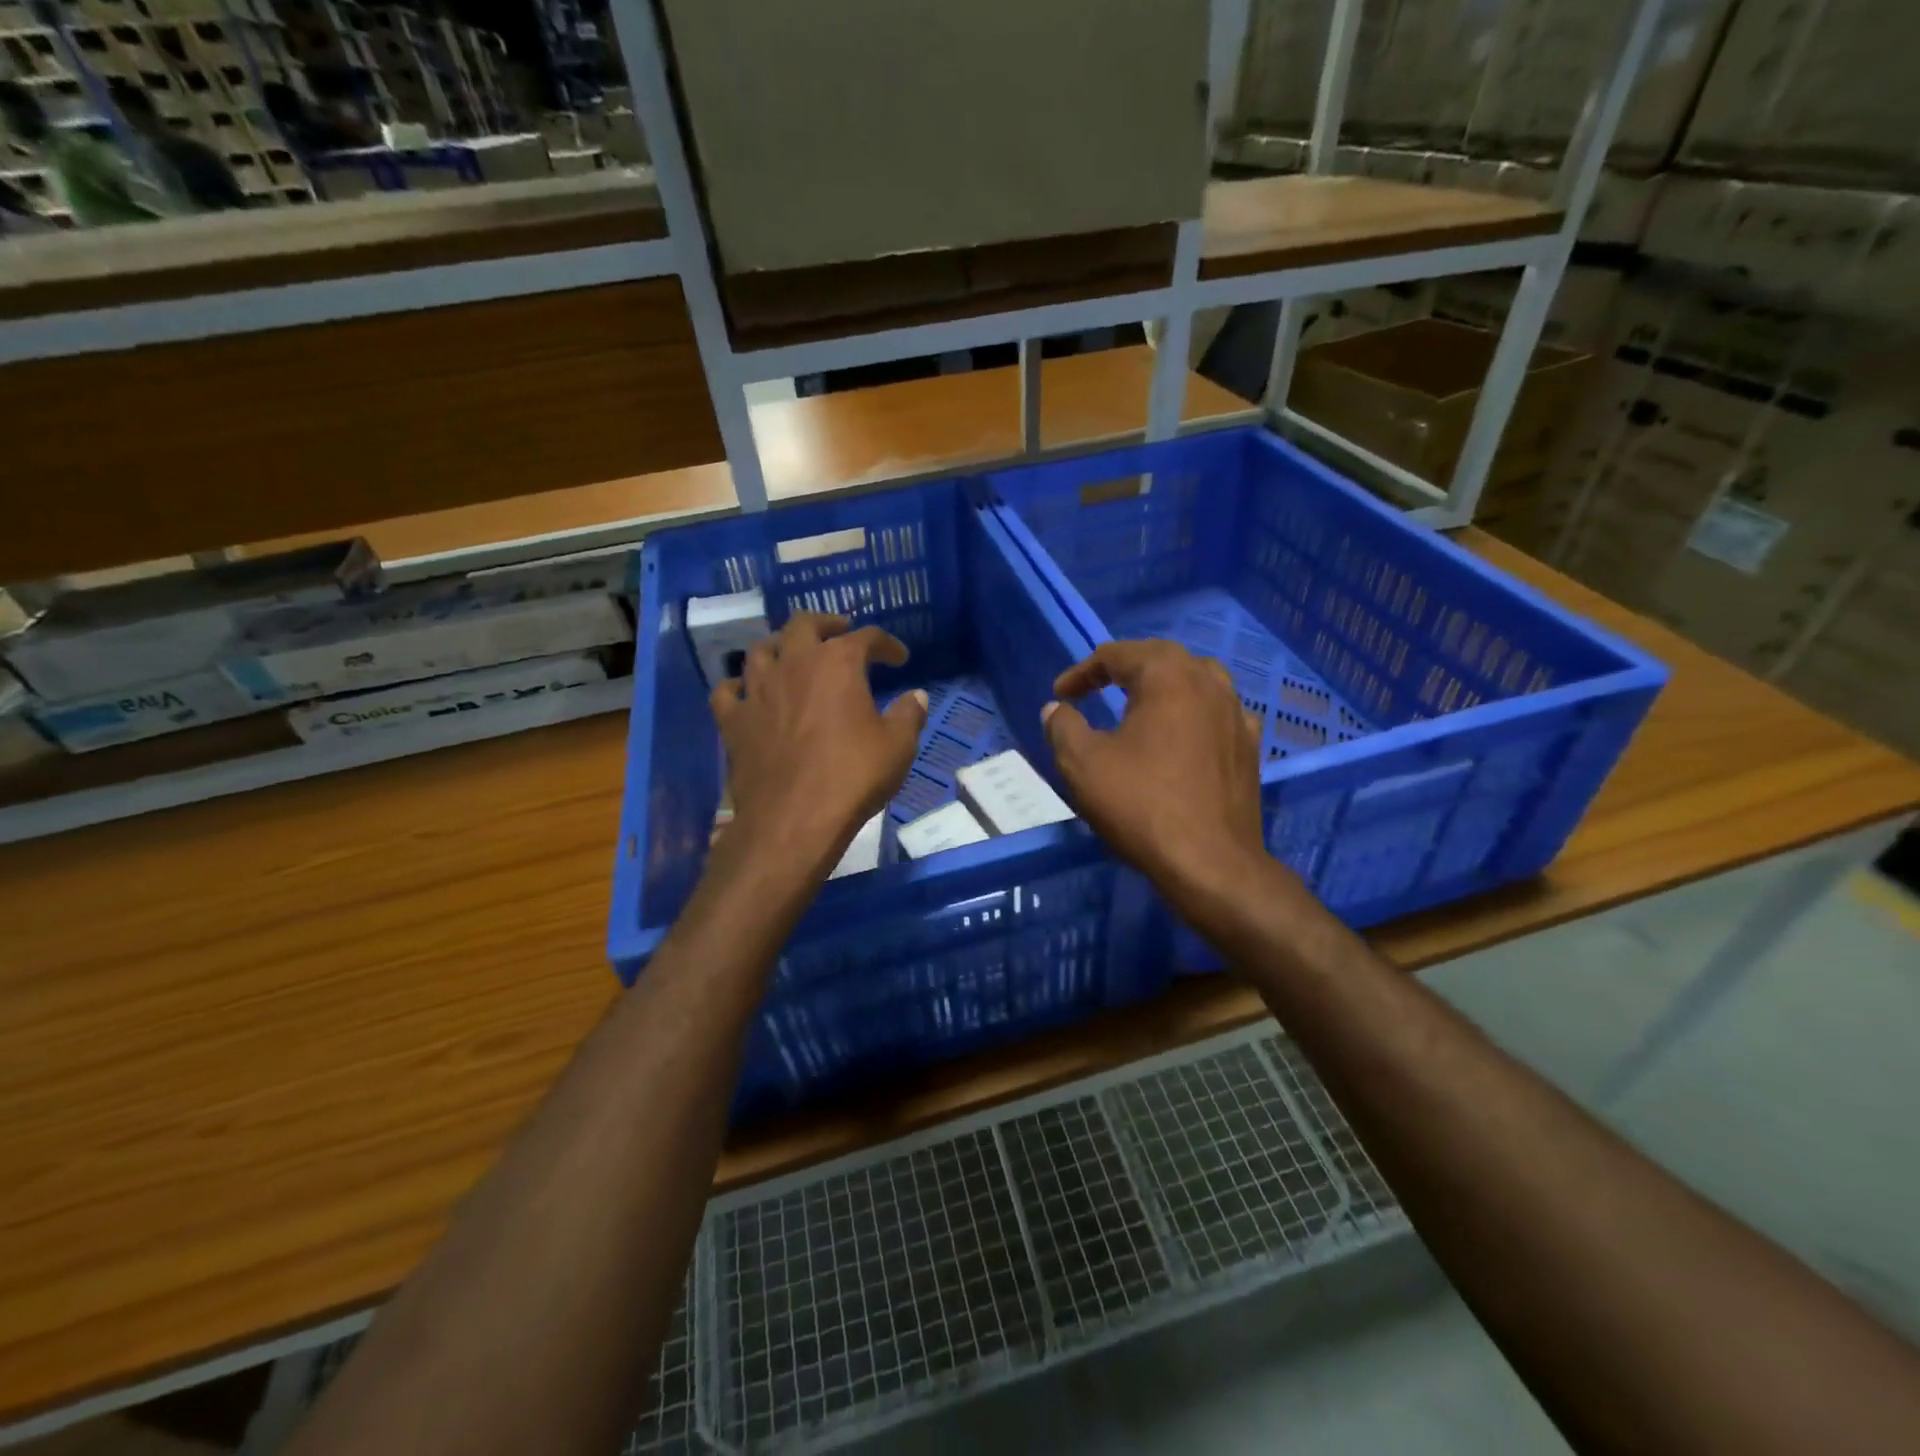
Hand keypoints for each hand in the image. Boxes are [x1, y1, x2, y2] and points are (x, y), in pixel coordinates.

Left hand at [710, 612, 927, 876]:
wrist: (794, 818)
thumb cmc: (853, 776)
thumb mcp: (898, 746)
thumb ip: (909, 714)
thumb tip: (917, 696)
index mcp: (838, 663)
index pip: (866, 637)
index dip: (886, 644)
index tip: (899, 658)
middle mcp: (794, 663)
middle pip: (804, 624)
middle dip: (825, 623)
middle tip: (839, 631)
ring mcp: (757, 690)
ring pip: (761, 649)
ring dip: (779, 646)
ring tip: (791, 655)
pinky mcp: (733, 720)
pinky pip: (728, 690)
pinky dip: (738, 686)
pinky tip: (746, 692)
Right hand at [1043, 640, 1268, 900]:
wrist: (1210, 862)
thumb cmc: (1141, 804)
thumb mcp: (1083, 763)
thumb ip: (1063, 727)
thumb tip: (1056, 709)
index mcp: (1167, 676)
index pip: (1117, 654)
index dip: (1082, 672)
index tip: (1061, 695)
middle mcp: (1208, 682)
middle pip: (1160, 659)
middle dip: (1123, 669)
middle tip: (1094, 689)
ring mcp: (1236, 713)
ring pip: (1195, 680)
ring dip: (1162, 686)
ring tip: (1139, 703)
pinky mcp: (1250, 746)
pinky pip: (1217, 713)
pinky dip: (1193, 713)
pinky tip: (1184, 733)